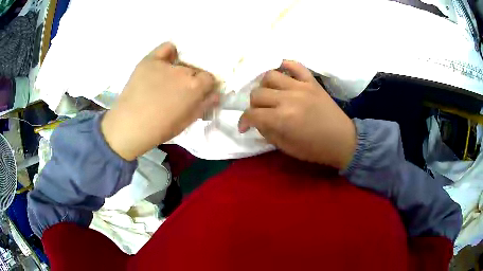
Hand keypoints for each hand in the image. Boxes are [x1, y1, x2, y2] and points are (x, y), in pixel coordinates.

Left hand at [102, 42, 219, 160]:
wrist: (130, 126)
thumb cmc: (160, 128)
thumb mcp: (187, 121)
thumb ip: (204, 105)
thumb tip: (216, 94)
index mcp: (195, 86)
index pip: (209, 78)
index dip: (205, 86)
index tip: (198, 93)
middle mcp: (183, 71)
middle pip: (194, 69)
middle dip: (192, 79)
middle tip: (180, 90)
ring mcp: (165, 64)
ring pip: (181, 62)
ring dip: (179, 70)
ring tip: (167, 81)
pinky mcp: (149, 60)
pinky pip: (166, 48)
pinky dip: (169, 53)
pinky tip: (165, 62)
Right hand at [238, 60, 355, 168]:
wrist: (342, 140)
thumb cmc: (315, 149)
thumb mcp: (286, 148)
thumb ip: (267, 132)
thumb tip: (257, 122)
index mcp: (282, 119)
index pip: (252, 114)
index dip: (244, 121)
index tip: (244, 127)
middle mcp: (288, 99)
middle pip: (257, 93)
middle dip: (253, 105)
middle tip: (259, 113)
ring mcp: (301, 86)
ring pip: (270, 75)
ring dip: (264, 86)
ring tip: (269, 94)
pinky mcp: (311, 81)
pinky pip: (295, 65)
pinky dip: (285, 65)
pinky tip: (282, 73)